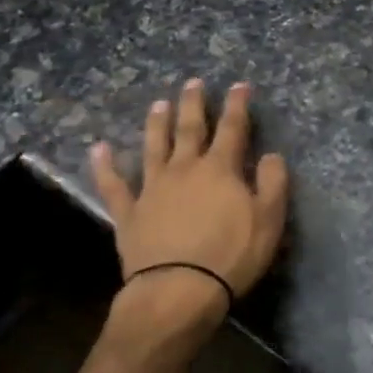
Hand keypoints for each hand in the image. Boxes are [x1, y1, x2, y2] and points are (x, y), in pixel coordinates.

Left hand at [90, 79, 289, 341]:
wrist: (178, 290)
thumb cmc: (230, 256)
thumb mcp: (269, 221)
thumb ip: (273, 184)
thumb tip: (271, 155)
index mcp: (220, 169)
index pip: (232, 128)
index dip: (237, 105)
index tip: (239, 85)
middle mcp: (184, 169)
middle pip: (189, 129)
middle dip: (193, 104)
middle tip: (192, 83)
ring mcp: (152, 189)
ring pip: (153, 147)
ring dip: (156, 124)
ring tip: (158, 104)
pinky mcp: (129, 213)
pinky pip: (114, 184)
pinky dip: (105, 166)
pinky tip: (99, 149)